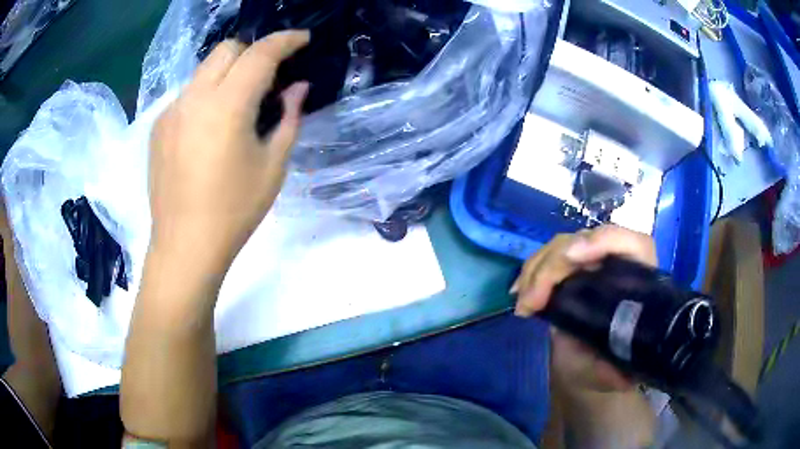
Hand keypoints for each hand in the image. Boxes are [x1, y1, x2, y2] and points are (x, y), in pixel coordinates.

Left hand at [148, 31, 309, 268]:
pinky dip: (206, 95)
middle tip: (268, 76)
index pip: (260, 53)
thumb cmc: (234, 211)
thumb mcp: (273, 166)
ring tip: (238, 104)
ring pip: (204, 69)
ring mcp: (171, 111)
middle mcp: (194, 98)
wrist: (184, 246)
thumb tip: (297, 88)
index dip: (285, 40)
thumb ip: (289, 118)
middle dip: (253, 52)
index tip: (302, 40)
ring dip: (228, 73)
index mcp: (226, 106)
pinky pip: (188, 94)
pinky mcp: (158, 127)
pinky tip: (210, 127)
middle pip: (227, 49)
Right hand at [511, 225, 656, 391]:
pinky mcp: (571, 269)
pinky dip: (530, 273)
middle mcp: (617, 263)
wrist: (589, 368)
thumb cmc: (606, 367)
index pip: (632, 243)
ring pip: (562, 246)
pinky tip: (518, 294)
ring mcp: (592, 262)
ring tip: (523, 303)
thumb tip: (606, 362)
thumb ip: (611, 370)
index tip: (572, 257)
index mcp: (639, 281)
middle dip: (553, 266)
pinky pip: (547, 258)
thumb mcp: (611, 374)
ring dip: (536, 269)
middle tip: (530, 302)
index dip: (605, 241)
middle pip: (586, 241)